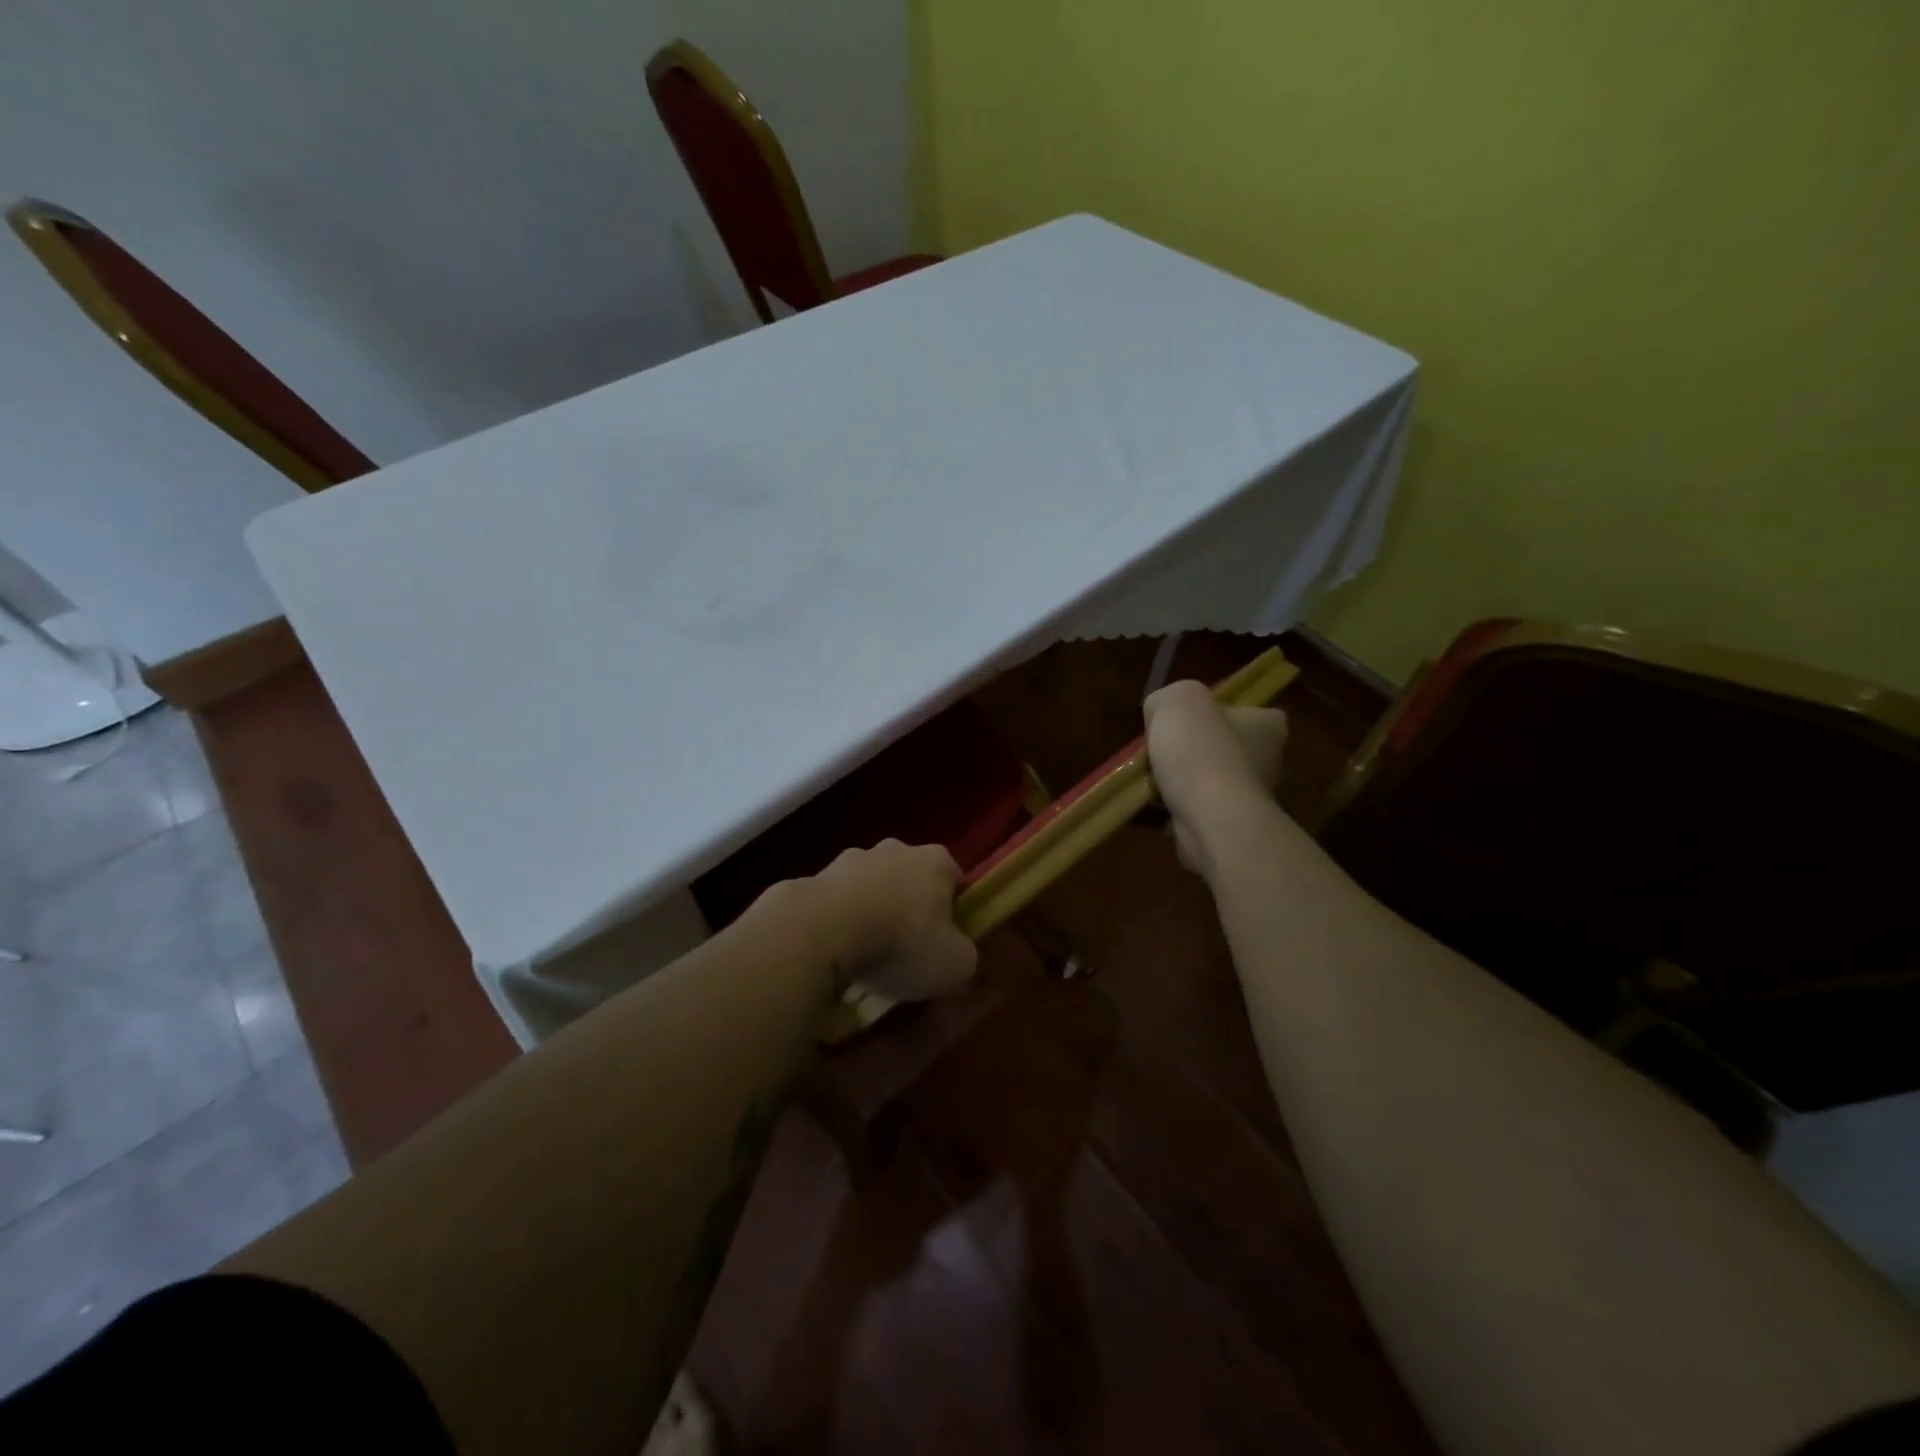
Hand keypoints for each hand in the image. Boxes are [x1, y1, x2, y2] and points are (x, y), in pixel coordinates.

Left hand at [808, 840, 977, 1000]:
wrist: (824, 928)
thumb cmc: (902, 941)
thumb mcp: (955, 965)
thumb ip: (966, 958)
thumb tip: (959, 957)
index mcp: (937, 861)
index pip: (955, 879)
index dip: (954, 910)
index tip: (946, 941)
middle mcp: (897, 849)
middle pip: (911, 879)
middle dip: (910, 907)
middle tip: (906, 949)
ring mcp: (853, 858)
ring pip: (872, 886)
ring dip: (872, 912)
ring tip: (865, 956)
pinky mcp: (817, 875)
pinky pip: (838, 900)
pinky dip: (840, 920)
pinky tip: (836, 951)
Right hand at [1143, 680, 1287, 881]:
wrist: (1210, 821)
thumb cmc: (1201, 753)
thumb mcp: (1176, 700)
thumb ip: (1167, 699)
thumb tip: (1161, 715)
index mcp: (1267, 726)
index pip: (1244, 710)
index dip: (1211, 712)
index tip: (1184, 720)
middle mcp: (1266, 761)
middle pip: (1217, 746)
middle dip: (1185, 751)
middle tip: (1155, 751)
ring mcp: (1247, 798)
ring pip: (1201, 781)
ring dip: (1172, 783)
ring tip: (1144, 780)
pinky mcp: (1226, 827)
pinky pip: (1190, 811)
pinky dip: (1168, 809)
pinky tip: (1145, 806)